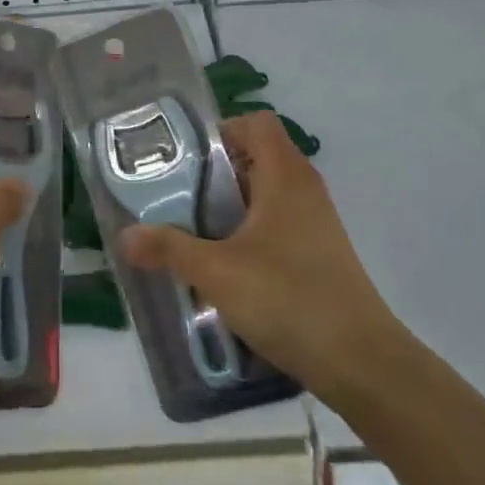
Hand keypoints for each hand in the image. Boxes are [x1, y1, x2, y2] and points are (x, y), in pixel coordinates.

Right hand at [120, 112, 398, 388]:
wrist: (359, 361)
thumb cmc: (288, 298)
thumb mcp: (216, 272)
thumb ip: (169, 249)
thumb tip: (125, 236)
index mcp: (284, 176)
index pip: (256, 123)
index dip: (220, 131)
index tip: (184, 160)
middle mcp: (304, 190)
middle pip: (256, 158)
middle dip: (213, 174)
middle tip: (174, 197)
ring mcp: (315, 223)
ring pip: (264, 195)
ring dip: (228, 208)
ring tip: (191, 233)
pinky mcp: (318, 254)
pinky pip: (276, 225)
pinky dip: (248, 233)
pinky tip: (224, 266)